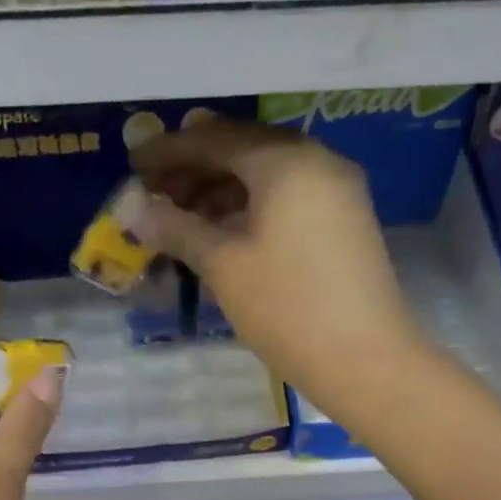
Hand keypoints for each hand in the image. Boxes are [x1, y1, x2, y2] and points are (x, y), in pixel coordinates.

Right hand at [128, 119, 424, 404]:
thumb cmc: (287, 308)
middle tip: (154, 193)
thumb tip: (133, 210)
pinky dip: (250, 207)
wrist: (366, 360)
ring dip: (221, 190)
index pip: (215, 139)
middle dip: (194, 169)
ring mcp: (336, 191)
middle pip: (243, 150)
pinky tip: (222, 232)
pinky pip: (287, 197)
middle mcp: (316, 161)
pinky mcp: (344, 220)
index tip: (133, 165)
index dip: (169, 151)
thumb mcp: (224, 266)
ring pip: (266, 175)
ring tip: (181, 218)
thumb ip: (177, 229)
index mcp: (286, 161)